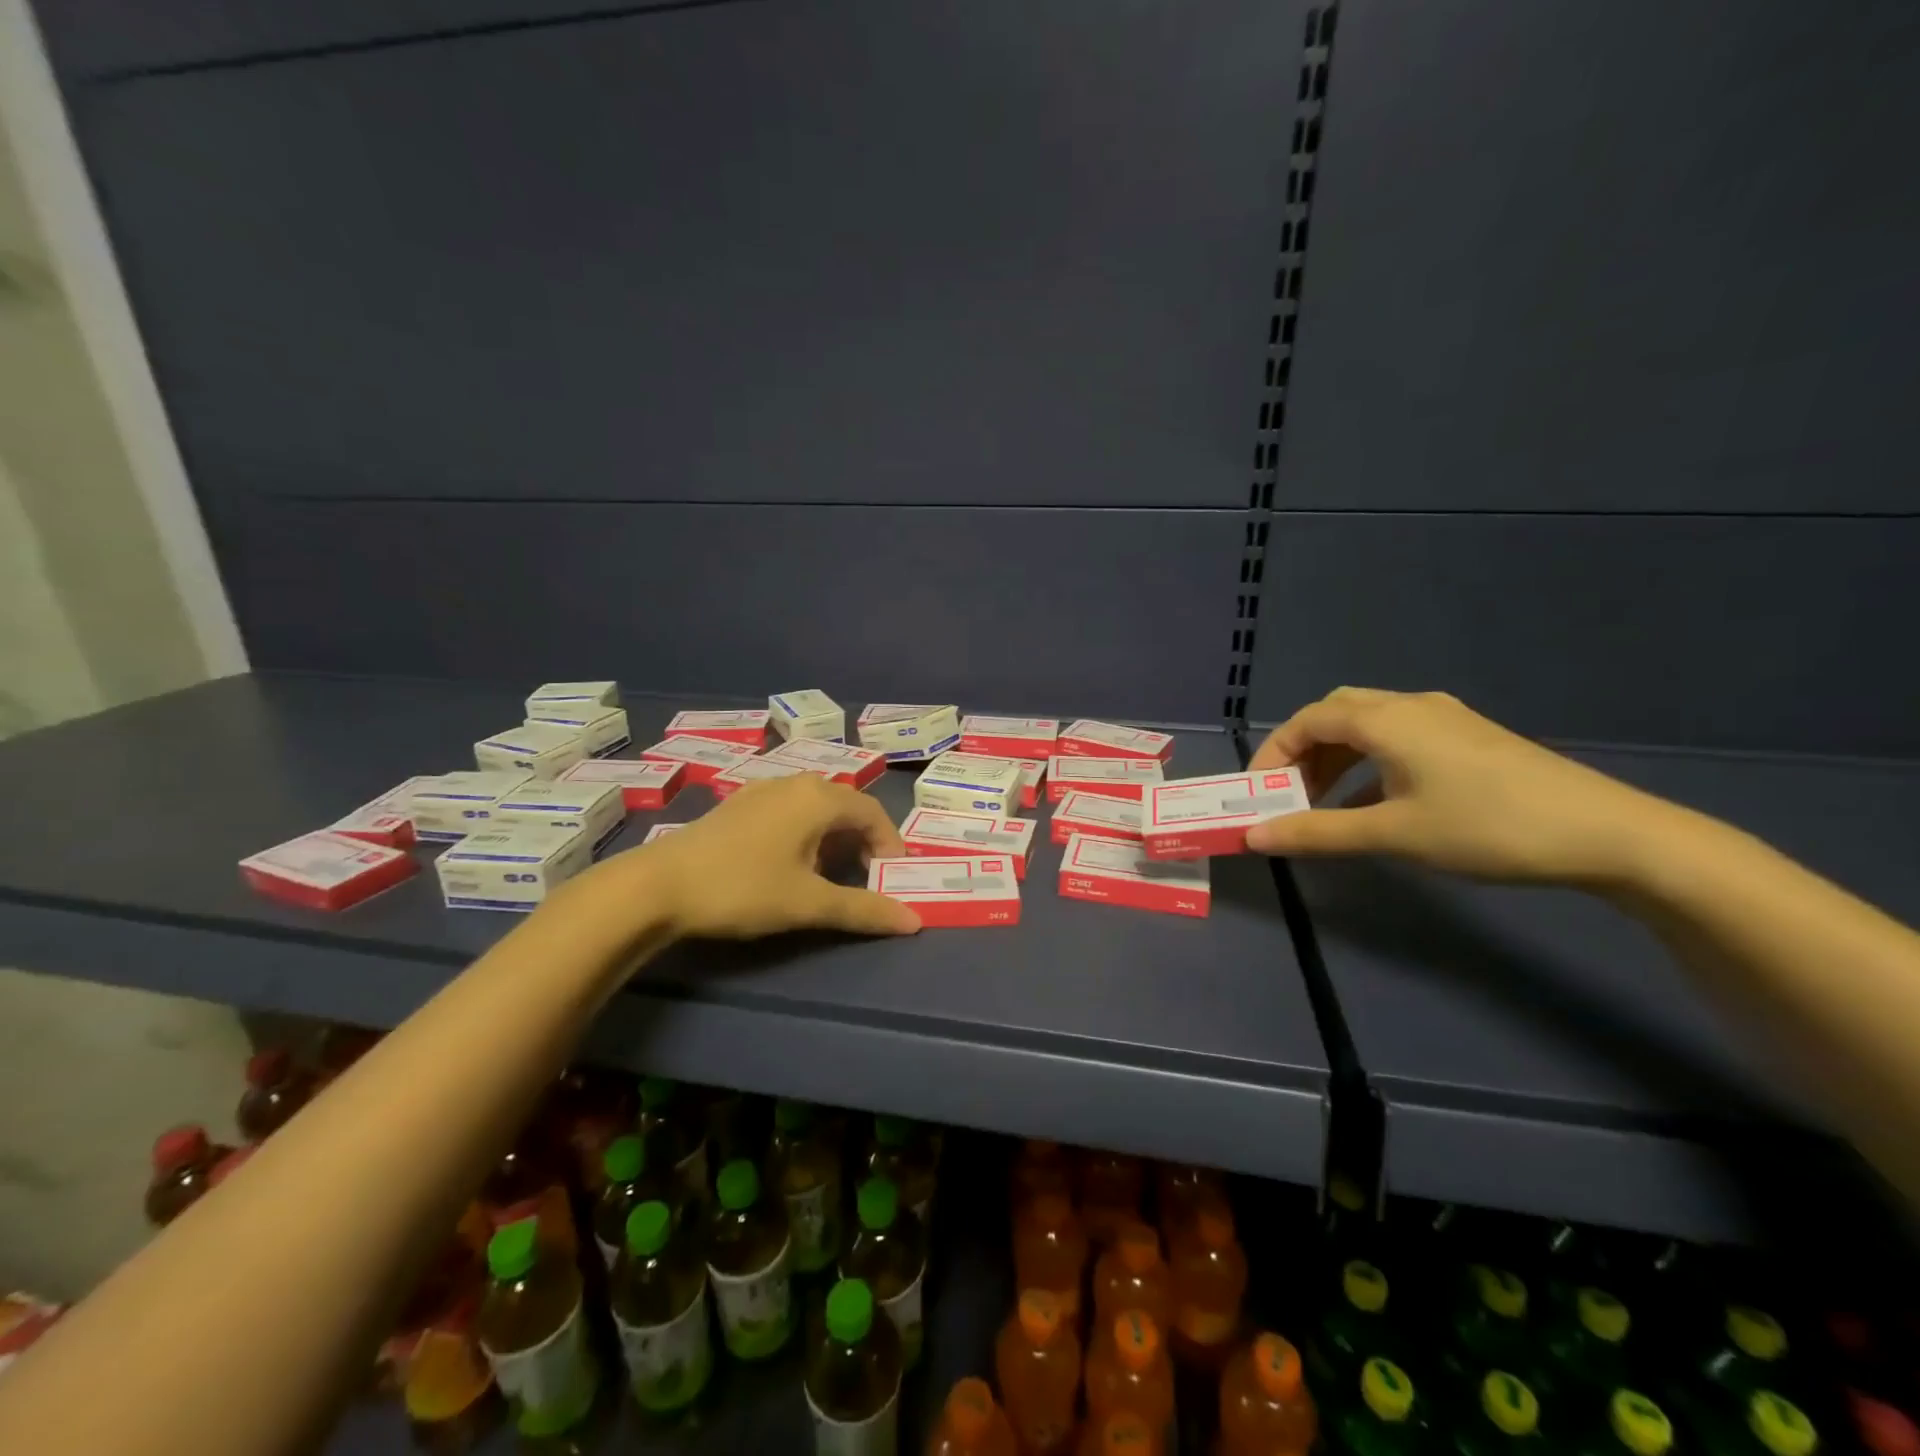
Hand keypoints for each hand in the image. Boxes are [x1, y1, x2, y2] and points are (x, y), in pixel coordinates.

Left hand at [625, 774, 920, 937]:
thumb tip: (914, 920)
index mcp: (819, 797)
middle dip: (863, 842)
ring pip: (817, 807)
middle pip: (846, 806)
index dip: (890, 845)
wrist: (657, 886)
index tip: (892, 879)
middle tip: (866, 879)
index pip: (873, 813)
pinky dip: (806, 832)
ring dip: (835, 838)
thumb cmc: (743, 889)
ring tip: (830, 875)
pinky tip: (790, 863)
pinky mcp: (739, 803)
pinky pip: (790, 810)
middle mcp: (795, 782)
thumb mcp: (808, 903)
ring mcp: (763, 789)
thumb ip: (864, 909)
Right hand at [1245, 688, 1671, 883]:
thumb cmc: (1486, 827)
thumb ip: (1317, 832)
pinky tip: (1373, 804)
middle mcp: (1412, 706)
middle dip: (1302, 753)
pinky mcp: (1470, 739)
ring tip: (1323, 803)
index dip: (1273, 754)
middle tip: (1289, 794)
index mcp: (1387, 719)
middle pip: (1335, 714)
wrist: (1608, 835)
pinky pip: (1399, 740)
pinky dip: (1369, 764)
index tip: (1257, 793)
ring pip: (1368, 726)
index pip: (1307, 721)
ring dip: (1335, 760)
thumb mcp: (1393, 834)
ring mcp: (1446, 720)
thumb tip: (1253, 836)